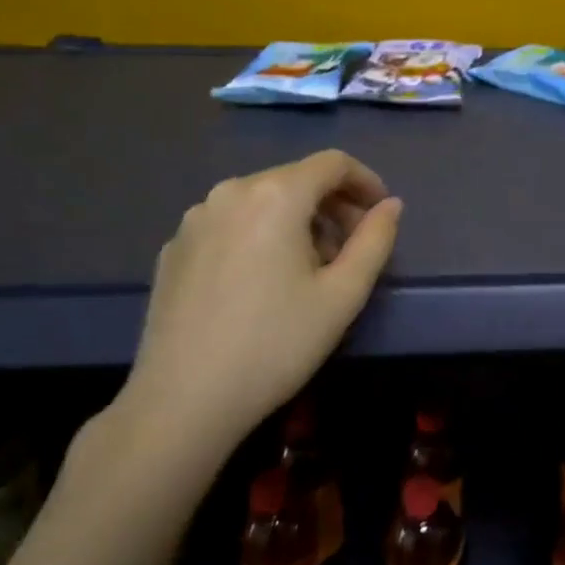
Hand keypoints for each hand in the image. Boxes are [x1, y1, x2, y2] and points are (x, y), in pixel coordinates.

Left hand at [111, 150, 401, 471]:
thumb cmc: (276, 344)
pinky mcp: (173, 248)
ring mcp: (194, 219)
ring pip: (262, 201)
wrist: (182, 401)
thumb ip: (375, 240)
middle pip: (296, 179)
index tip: (381, 214)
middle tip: (352, 250)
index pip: (332, 163)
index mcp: (275, 195)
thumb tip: (390, 205)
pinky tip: (263, 283)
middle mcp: (230, 192)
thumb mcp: (343, 295)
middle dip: (332, 206)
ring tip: (309, 270)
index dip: (365, 181)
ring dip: (297, 222)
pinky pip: (230, 224)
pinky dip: (259, 236)